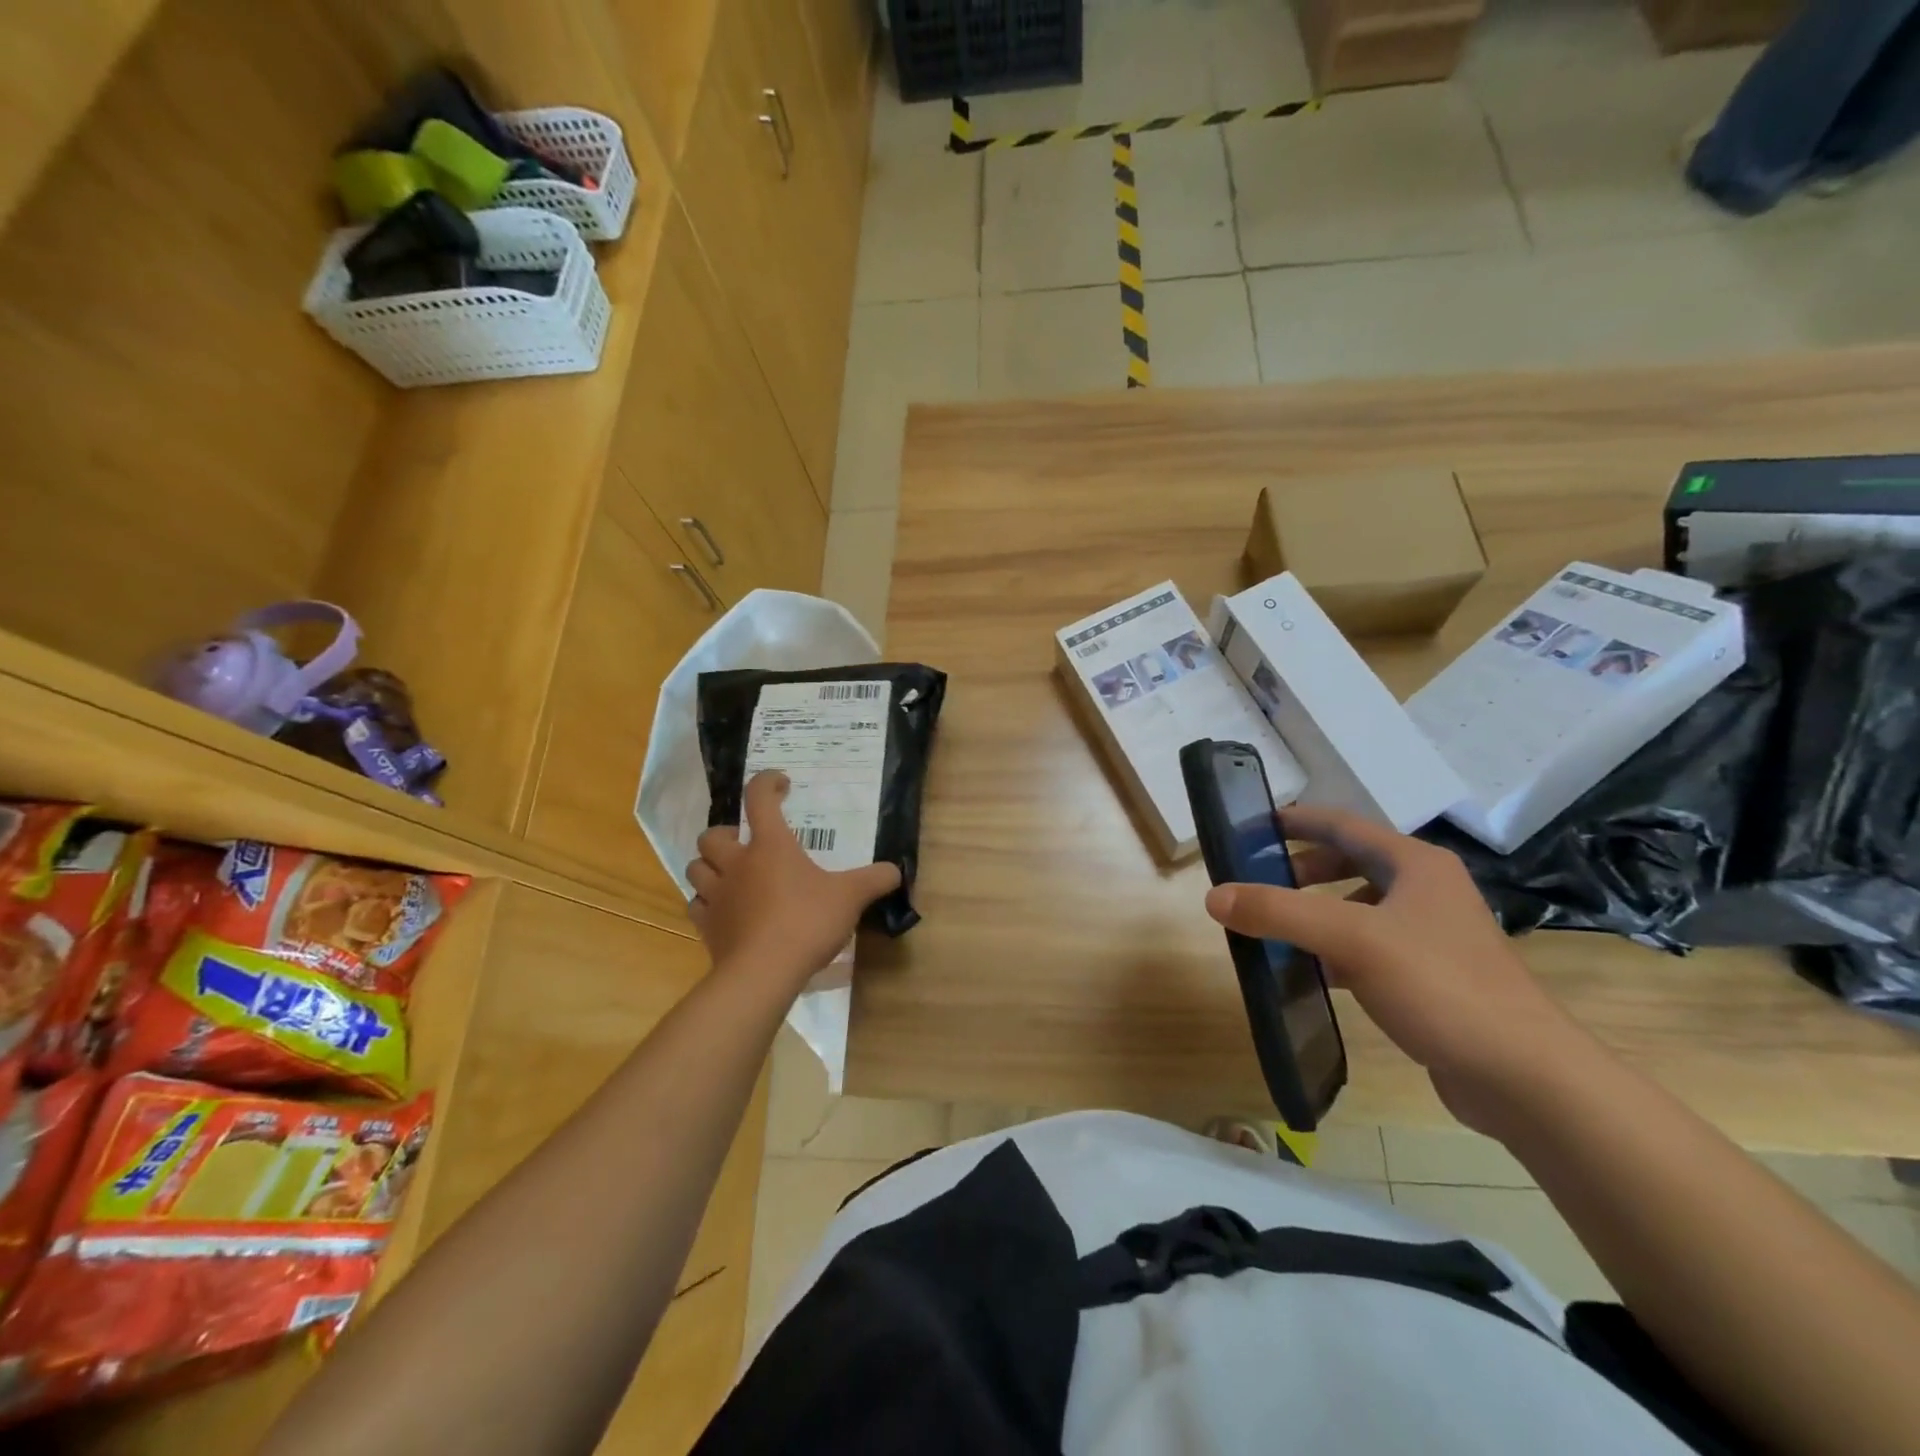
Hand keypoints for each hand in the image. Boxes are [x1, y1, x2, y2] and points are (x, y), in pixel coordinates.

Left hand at [686, 771, 901, 987]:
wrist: (763, 973)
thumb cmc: (807, 922)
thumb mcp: (850, 898)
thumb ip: (874, 880)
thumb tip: (895, 871)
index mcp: (770, 846)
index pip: (759, 798)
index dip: (766, 783)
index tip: (780, 784)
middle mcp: (737, 864)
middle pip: (713, 835)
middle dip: (726, 834)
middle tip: (747, 844)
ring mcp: (717, 895)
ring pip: (696, 868)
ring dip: (710, 866)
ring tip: (731, 875)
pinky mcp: (707, 926)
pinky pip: (697, 905)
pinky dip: (708, 902)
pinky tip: (725, 910)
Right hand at [1203, 805, 1586, 1132]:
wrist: (1525, 1077)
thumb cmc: (1440, 986)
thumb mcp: (1351, 939)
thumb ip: (1278, 913)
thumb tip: (1214, 896)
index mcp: (1415, 864)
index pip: (1343, 824)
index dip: (1297, 820)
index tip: (1252, 826)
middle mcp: (1427, 890)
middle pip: (1351, 864)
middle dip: (1302, 870)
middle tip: (1258, 882)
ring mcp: (1433, 935)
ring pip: (1360, 908)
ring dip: (1317, 911)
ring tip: (1276, 927)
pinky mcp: (1433, 977)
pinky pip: (1370, 948)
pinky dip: (1336, 951)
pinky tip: (1312, 973)